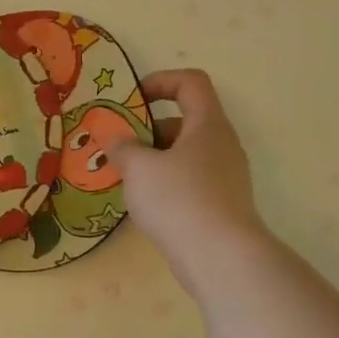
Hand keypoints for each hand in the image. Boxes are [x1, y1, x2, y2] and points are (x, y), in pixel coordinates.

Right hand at [114, 69, 271, 299]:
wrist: (220, 256)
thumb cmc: (179, 199)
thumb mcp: (139, 167)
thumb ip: (122, 147)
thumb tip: (114, 139)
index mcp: (207, 125)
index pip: (190, 83)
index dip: (160, 81)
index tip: (131, 100)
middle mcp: (221, 144)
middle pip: (184, 120)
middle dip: (147, 128)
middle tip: (117, 145)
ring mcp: (224, 176)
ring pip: (183, 153)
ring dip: (152, 158)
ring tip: (122, 176)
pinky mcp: (219, 203)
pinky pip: (187, 180)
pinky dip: (163, 182)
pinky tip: (142, 202)